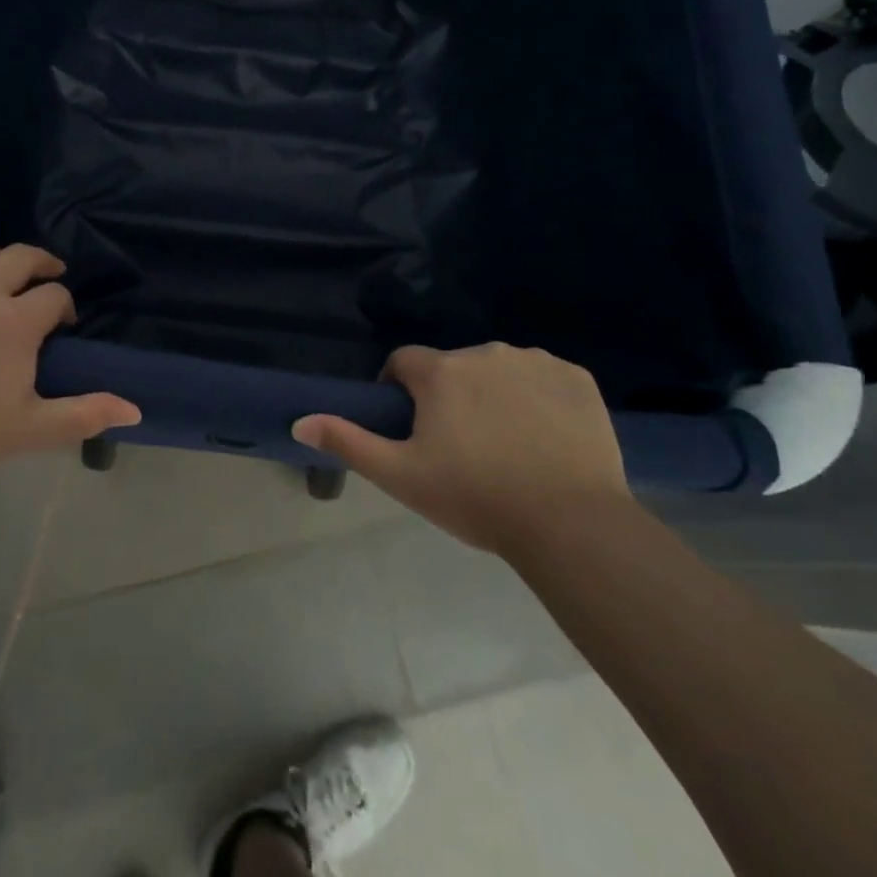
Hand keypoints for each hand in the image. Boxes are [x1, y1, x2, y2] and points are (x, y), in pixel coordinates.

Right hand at [292, 343, 628, 552]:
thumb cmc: (476, 498)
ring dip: (493, 394)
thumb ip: (348, 441)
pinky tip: (545, 437)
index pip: (404, 362)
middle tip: (461, 447)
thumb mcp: (402, 477)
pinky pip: (544, 378)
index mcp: (441, 371)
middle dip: (450, 396)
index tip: (411, 426)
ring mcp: (535, 361)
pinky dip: (538, 398)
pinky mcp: (576, 377)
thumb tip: (300, 420)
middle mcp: (485, 352)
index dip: (400, 390)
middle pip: (453, 367)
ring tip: (506, 445)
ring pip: (499, 370)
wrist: (571, 524)